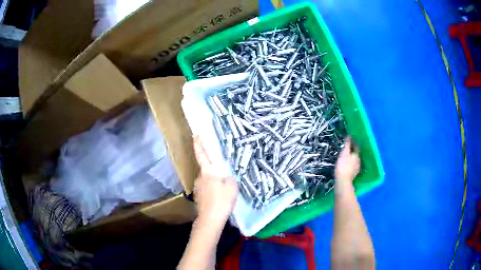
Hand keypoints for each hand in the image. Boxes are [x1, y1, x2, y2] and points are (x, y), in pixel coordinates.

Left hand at [193, 136, 237, 226]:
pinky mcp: (198, 198)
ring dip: (214, 183)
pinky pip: (206, 190)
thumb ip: (230, 179)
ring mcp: (197, 189)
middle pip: (206, 171)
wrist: (210, 219)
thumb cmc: (221, 201)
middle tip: (224, 177)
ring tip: (224, 191)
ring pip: (207, 182)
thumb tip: (227, 178)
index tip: (196, 135)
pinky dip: (212, 191)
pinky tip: (219, 198)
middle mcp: (199, 178)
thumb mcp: (232, 187)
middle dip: (214, 172)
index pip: (202, 155)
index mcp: (207, 172)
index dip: (199, 145)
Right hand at [335, 136, 360, 182]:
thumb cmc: (343, 165)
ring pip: (355, 160)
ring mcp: (357, 168)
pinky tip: (347, 166)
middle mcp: (359, 161)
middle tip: (348, 148)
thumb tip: (349, 136)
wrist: (343, 181)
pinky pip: (353, 167)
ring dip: (352, 158)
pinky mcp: (353, 174)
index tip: (350, 139)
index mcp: (357, 155)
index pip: (357, 146)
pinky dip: (350, 164)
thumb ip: (347, 145)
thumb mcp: (344, 153)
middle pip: (356, 153)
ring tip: (347, 157)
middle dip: (353, 150)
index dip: (354, 142)